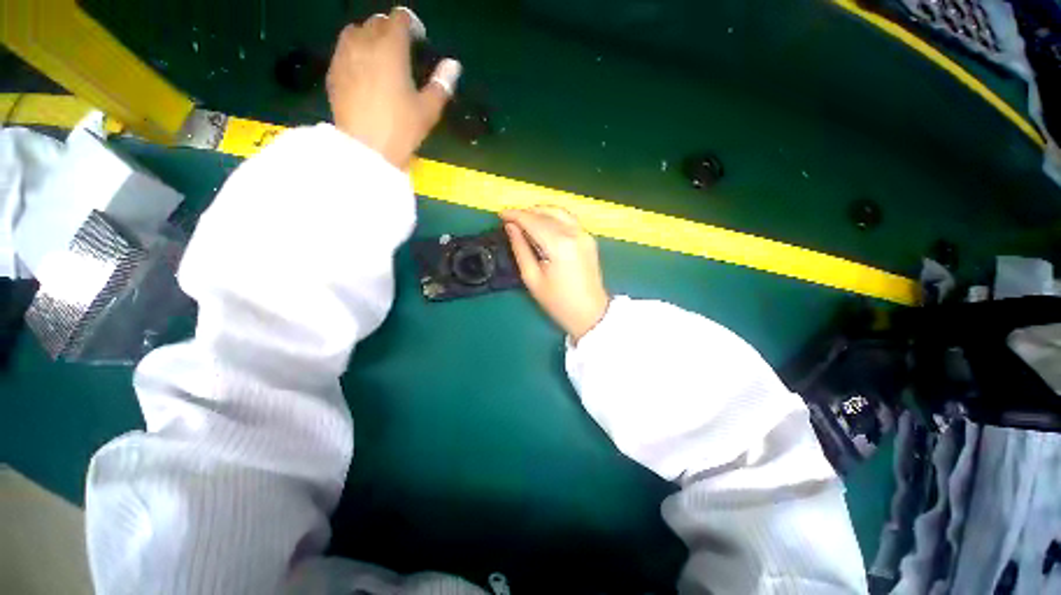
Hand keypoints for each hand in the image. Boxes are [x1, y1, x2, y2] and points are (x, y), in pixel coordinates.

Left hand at [326, 7, 460, 167]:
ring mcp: (344, 56)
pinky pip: (343, 49)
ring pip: (356, 31)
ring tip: (380, 55)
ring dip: (370, 36)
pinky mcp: (333, 72)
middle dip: (391, 29)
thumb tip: (454, 65)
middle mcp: (365, 43)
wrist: (366, 150)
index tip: (419, 38)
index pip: (399, 19)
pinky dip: (355, 50)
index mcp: (391, 49)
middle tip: (402, 49)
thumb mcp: (428, 110)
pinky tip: (363, 69)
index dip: (411, 24)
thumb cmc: (402, 129)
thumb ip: (441, 83)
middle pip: (377, 22)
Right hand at [501, 207, 610, 342]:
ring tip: (524, 220)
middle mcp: (574, 233)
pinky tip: (542, 225)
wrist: (590, 313)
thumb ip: (520, 249)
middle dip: (526, 212)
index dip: (515, 215)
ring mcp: (584, 234)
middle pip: (546, 213)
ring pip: (559, 212)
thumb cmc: (558, 302)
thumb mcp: (532, 278)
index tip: (500, 215)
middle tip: (510, 219)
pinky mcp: (589, 239)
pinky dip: (553, 217)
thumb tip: (511, 227)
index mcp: (559, 244)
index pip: (533, 221)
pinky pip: (568, 219)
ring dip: (540, 211)